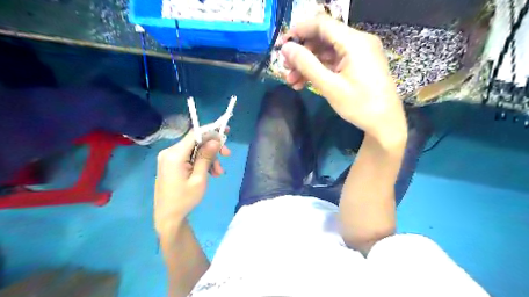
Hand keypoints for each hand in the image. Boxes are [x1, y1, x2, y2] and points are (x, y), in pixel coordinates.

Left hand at [154, 130, 229, 233]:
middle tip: (227, 156)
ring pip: (195, 150)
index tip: (226, 131)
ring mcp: (169, 157)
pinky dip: (201, 162)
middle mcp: (169, 152)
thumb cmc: (185, 200)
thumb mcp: (199, 179)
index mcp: (174, 155)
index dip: (211, 130)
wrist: (168, 216)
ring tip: (218, 173)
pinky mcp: (172, 163)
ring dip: (209, 158)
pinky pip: (190, 156)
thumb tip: (215, 140)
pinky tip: (210, 173)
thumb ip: (206, 157)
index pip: (195, 135)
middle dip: (213, 149)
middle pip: (196, 142)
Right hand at [278, 17, 406, 140]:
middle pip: (323, 38)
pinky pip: (335, 62)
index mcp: (354, 42)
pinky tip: (304, 83)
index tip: (281, 45)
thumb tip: (286, 48)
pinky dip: (319, 70)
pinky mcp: (358, 65)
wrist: (385, 123)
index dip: (298, 31)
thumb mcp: (330, 86)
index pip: (321, 24)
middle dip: (302, 53)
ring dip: (308, 65)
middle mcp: (358, 42)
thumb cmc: (359, 105)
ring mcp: (359, 53)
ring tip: (292, 81)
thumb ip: (306, 65)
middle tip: (285, 68)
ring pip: (327, 52)